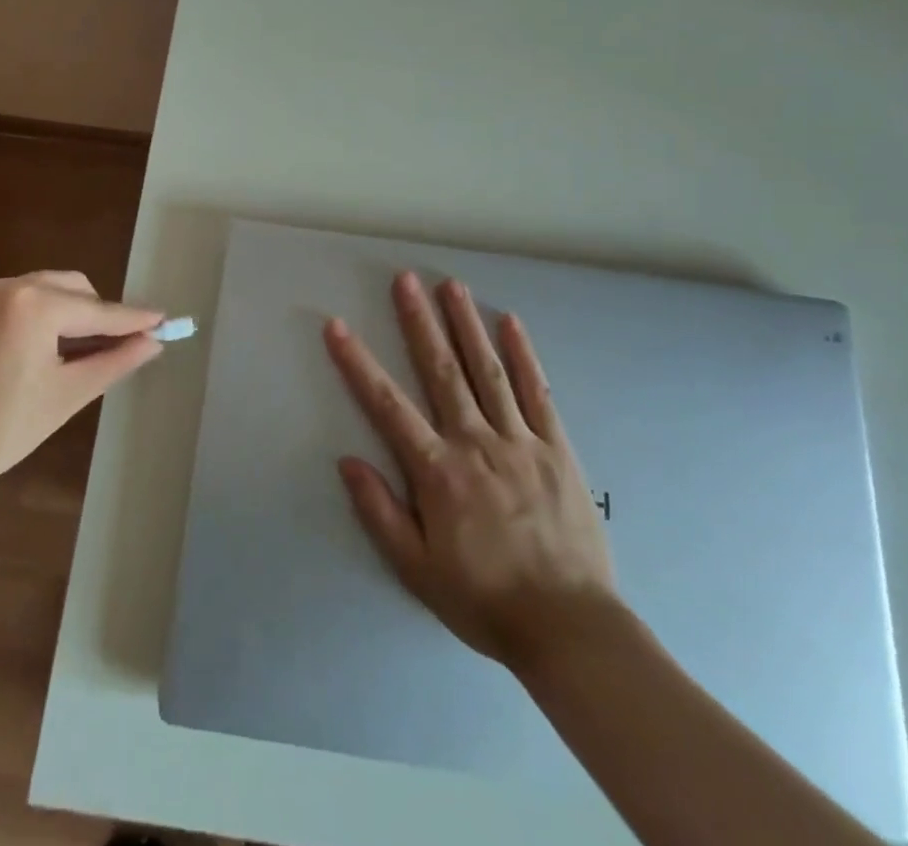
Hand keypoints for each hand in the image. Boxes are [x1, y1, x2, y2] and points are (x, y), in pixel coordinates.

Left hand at [0, 271, 163, 514]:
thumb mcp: (67, 395)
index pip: (96, 310)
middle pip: (67, 286)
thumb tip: (153, 341)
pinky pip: (1, 303)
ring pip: (34, 290)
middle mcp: (2, 286)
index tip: (162, 318)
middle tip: (109, 345)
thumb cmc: (1, 431)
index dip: (132, 318)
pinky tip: (20, 353)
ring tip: (63, 351)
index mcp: (34, 305)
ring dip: (58, 312)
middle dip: (92, 311)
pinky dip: (22, 318)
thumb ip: (115, 361)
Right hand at [325, 272, 618, 670]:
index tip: (337, 326)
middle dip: (419, 321)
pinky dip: (523, 355)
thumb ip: (380, 512)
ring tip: (452, 285)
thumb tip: (347, 461)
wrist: (569, 628)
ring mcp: (519, 440)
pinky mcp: (556, 448)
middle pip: (441, 370)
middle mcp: (475, 442)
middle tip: (405, 279)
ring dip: (466, 324)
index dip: (358, 363)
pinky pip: (537, 393)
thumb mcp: (417, 570)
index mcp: (437, 470)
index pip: (387, 404)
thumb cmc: (485, 599)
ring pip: (487, 370)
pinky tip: (510, 323)